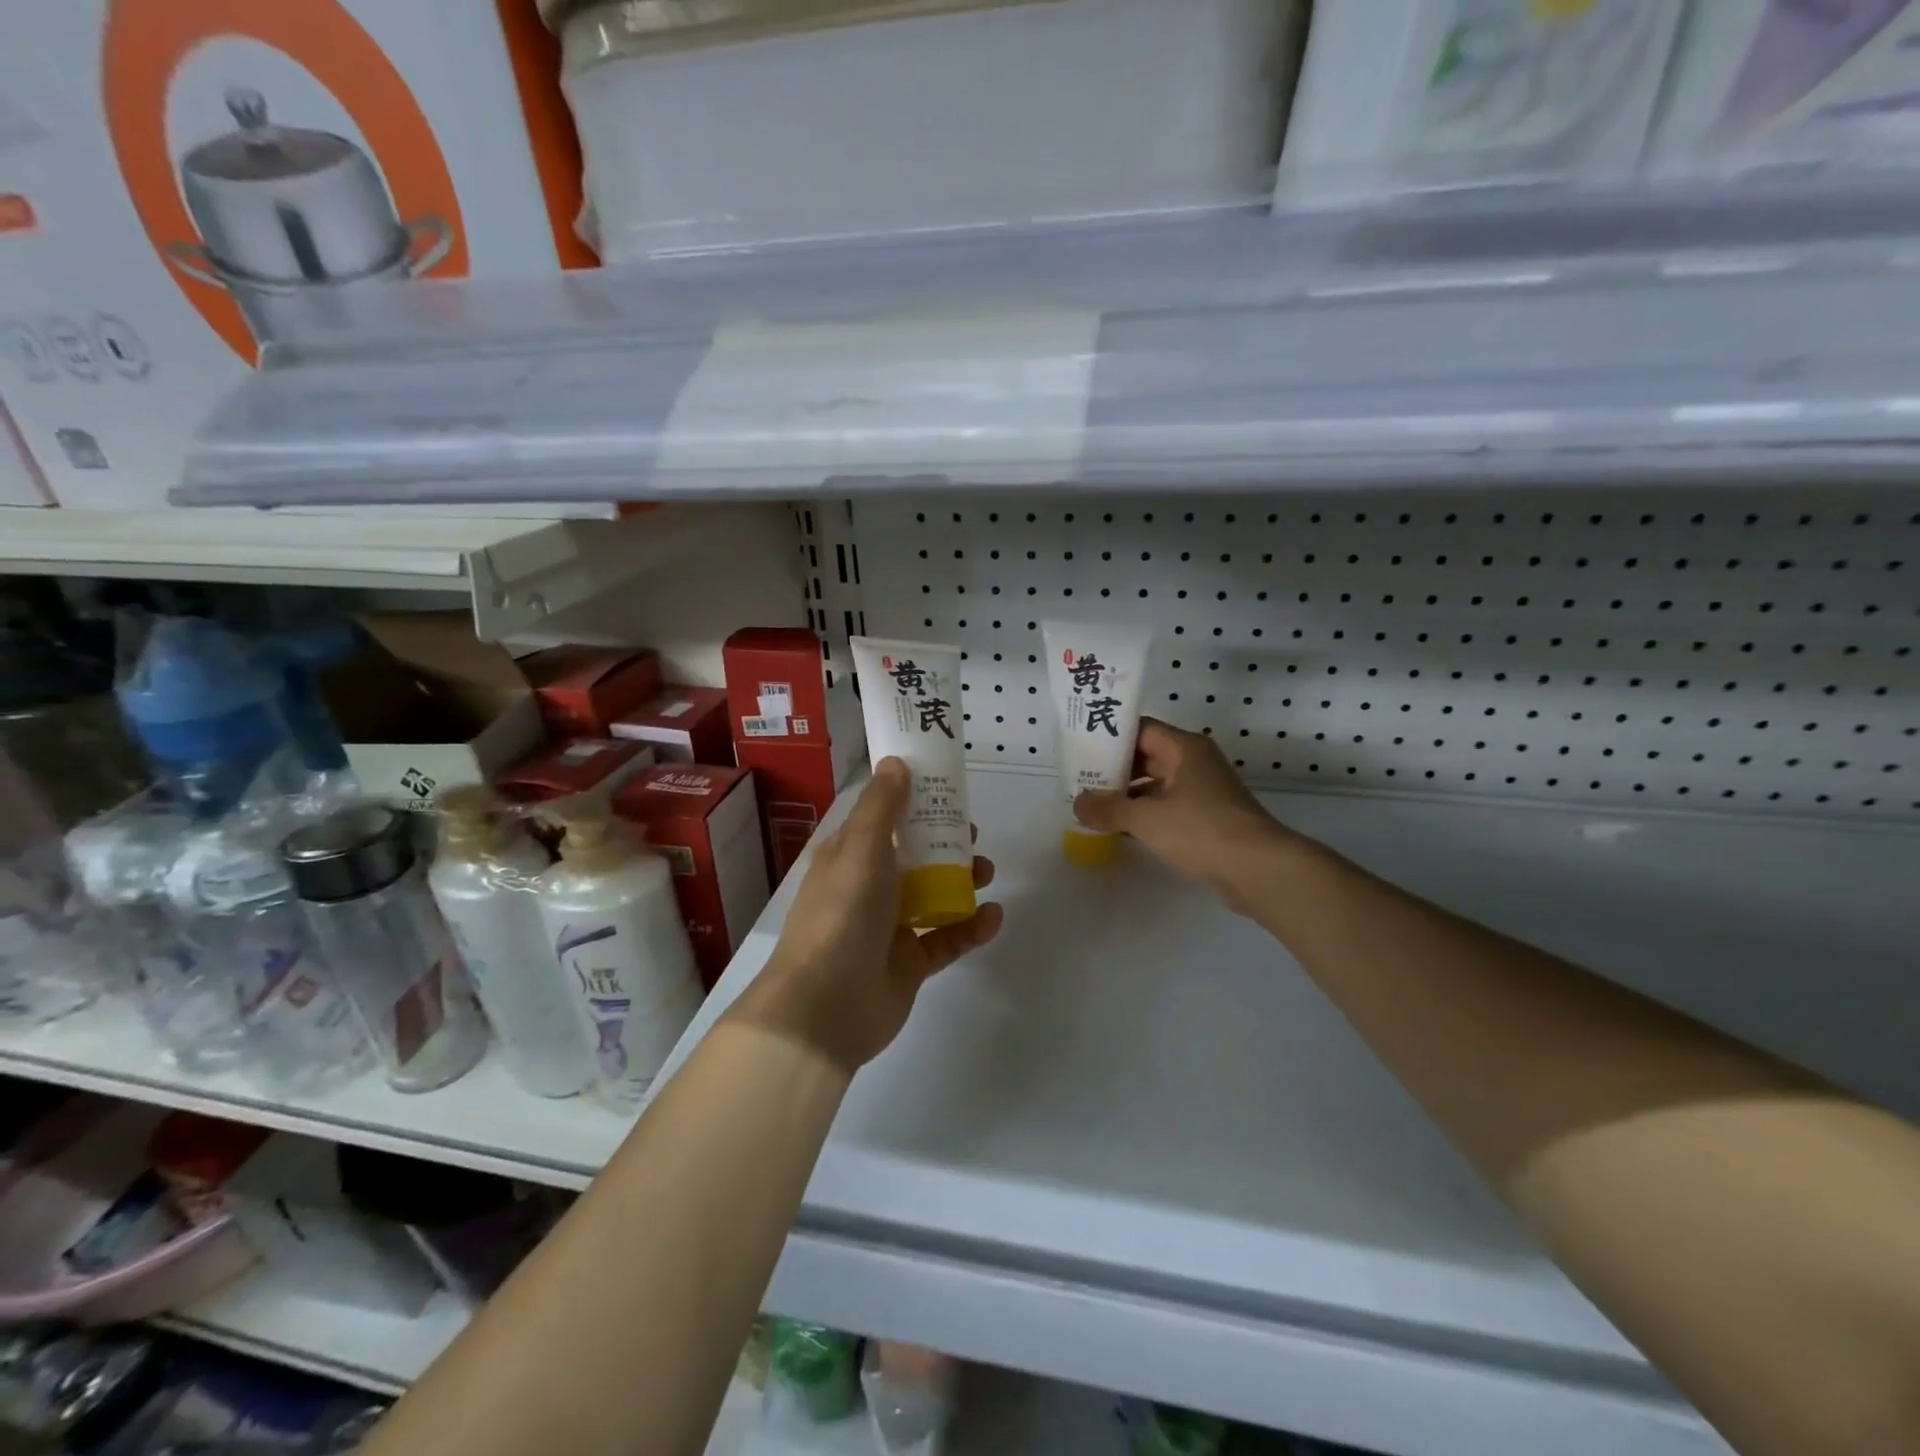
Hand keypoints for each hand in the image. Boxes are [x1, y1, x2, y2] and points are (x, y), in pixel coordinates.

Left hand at [730, 758, 1003, 1075]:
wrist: (824, 1007)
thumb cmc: (842, 914)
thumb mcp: (861, 849)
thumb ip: (881, 806)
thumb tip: (895, 762)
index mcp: (849, 856)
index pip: (882, 818)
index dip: (911, 800)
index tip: (945, 786)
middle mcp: (867, 888)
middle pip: (912, 855)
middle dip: (944, 841)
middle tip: (972, 832)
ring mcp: (888, 928)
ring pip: (932, 895)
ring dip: (962, 880)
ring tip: (987, 871)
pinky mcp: (908, 964)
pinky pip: (945, 939)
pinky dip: (970, 928)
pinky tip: (993, 917)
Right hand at [1073, 718, 1291, 914]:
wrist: (1259, 869)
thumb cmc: (1202, 830)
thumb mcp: (1147, 818)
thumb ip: (1108, 809)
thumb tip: (1077, 803)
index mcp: (1184, 748)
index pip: (1140, 729)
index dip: (1109, 736)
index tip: (1080, 748)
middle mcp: (1194, 763)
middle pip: (1146, 756)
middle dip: (1113, 769)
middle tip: (1079, 780)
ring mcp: (1202, 791)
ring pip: (1155, 784)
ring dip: (1126, 795)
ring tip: (1091, 806)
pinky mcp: (1205, 818)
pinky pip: (1166, 807)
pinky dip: (1143, 814)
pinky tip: (1118, 829)